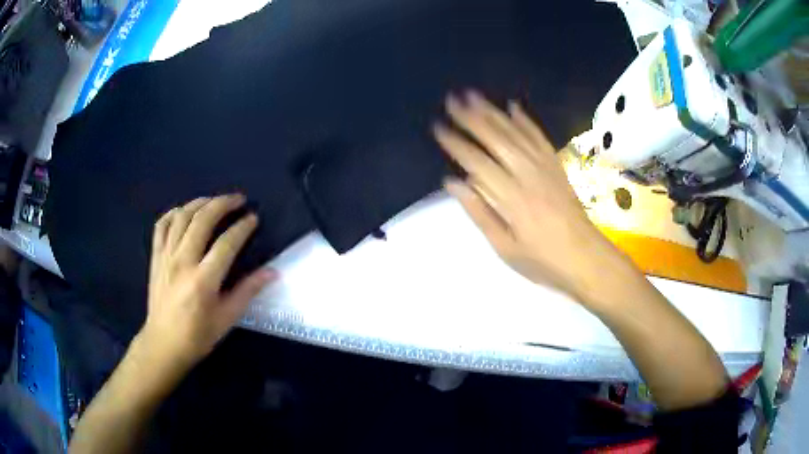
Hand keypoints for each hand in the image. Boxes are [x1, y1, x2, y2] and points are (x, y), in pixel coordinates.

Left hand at [141, 194, 276, 367]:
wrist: (163, 344)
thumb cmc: (197, 336)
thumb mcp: (226, 319)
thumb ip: (247, 291)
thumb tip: (272, 272)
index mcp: (203, 280)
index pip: (226, 243)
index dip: (242, 227)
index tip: (254, 218)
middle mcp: (183, 261)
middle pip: (202, 220)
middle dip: (223, 204)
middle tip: (238, 200)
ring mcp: (166, 256)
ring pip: (181, 216)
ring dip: (200, 203)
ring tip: (214, 201)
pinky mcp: (155, 257)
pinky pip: (161, 225)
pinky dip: (173, 213)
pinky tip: (183, 211)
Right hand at [434, 91, 631, 306]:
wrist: (586, 259)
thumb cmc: (543, 260)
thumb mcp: (505, 248)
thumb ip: (480, 212)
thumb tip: (453, 182)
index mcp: (511, 198)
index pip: (477, 162)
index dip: (456, 143)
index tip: (438, 127)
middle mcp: (527, 174)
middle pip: (495, 139)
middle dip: (471, 117)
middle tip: (452, 99)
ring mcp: (545, 167)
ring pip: (515, 132)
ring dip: (493, 112)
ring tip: (474, 96)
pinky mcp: (557, 166)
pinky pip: (539, 137)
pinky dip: (525, 120)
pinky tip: (513, 106)